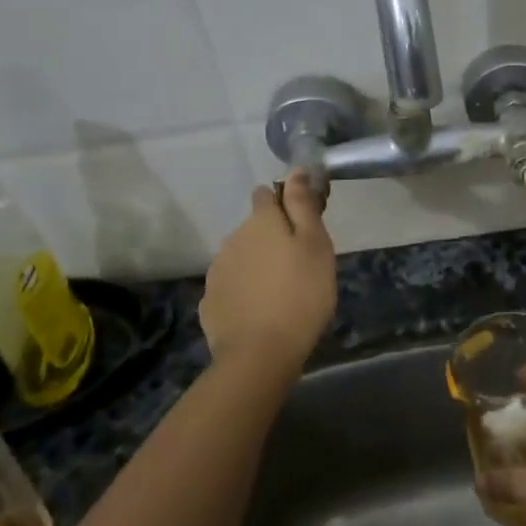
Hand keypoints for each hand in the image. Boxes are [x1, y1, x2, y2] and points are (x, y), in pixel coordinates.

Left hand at [199, 172, 336, 376]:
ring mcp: (217, 271)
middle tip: (298, 265)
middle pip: (254, 228)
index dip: (284, 202)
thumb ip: (303, 205)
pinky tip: (258, 312)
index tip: (302, 222)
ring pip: (241, 257)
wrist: (259, 355)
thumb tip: (296, 170)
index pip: (267, 194)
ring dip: (256, 265)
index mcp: (261, 221)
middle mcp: (233, 238)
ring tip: (280, 292)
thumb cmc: (301, 294)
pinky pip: (231, 287)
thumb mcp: (315, 245)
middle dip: (272, 238)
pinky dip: (243, 292)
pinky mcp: (210, 302)